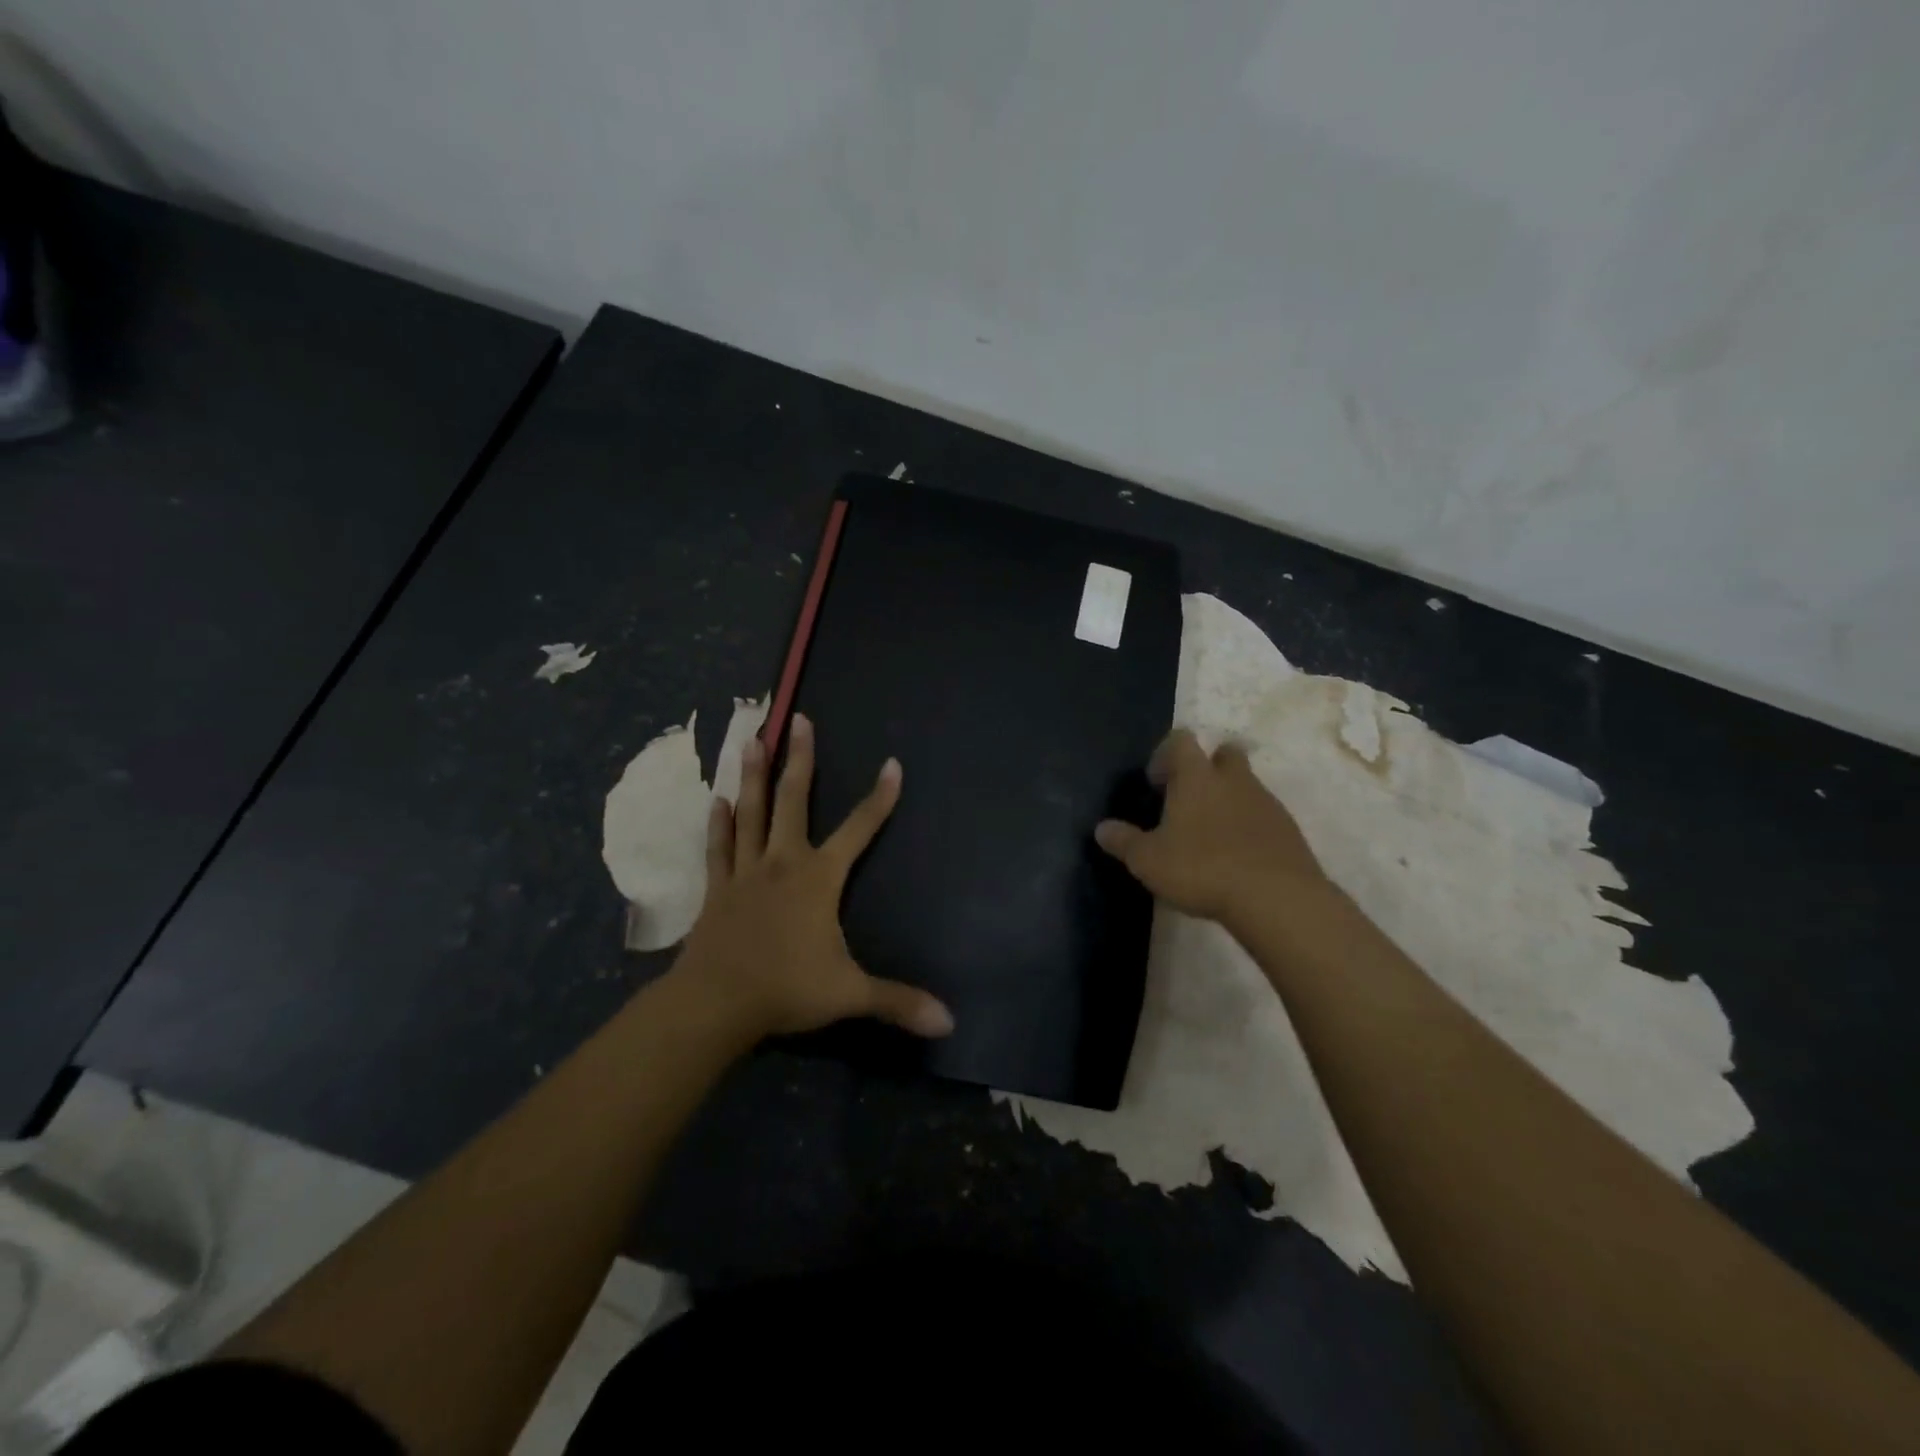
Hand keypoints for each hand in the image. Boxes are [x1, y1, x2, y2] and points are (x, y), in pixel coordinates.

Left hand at [672, 713, 953, 1042]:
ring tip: (750, 739)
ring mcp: (746, 872)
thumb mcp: (849, 994)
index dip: (879, 798)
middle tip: (797, 719)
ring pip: (750, 813)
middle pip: (792, 801)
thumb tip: (950, 1022)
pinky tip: (716, 800)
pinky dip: (719, 824)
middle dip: (800, 759)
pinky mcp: (718, 889)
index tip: (892, 764)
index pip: (859, 829)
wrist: (715, 1003)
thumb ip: (898, 1001)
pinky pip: (719, 848)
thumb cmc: (785, 989)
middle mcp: (783, 862)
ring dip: (752, 776)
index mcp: (818, 878)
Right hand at [1094, 728, 1331, 927]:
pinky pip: (1265, 817)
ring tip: (1212, 838)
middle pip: (1225, 754)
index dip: (1166, 756)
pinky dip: (1250, 828)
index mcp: (1197, 777)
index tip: (1156, 785)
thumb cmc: (1202, 868)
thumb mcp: (1148, 861)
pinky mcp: (1289, 830)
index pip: (1181, 740)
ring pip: (1247, 786)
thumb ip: (1123, 841)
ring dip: (1230, 801)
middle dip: (1209, 769)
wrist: (1276, 898)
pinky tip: (1238, 859)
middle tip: (1190, 802)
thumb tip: (1101, 828)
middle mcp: (1234, 780)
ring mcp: (1267, 803)